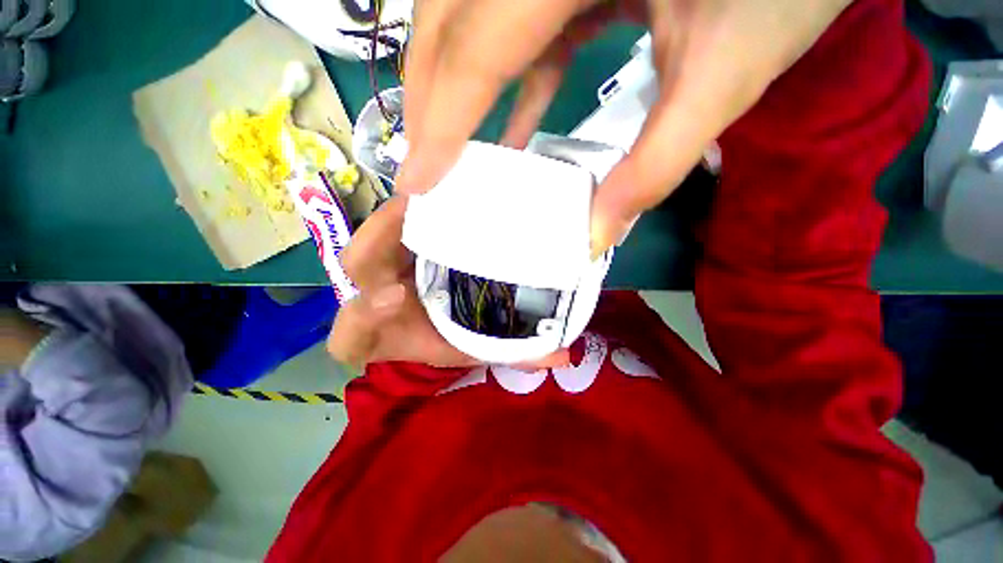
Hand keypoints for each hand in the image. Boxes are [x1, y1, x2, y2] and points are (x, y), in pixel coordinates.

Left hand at [328, 197, 568, 368]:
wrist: (443, 312)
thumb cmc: (448, 339)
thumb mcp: (477, 347)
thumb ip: (511, 353)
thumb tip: (562, 356)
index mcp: (388, 334)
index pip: (350, 337)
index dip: (364, 317)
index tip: (398, 297)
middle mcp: (379, 294)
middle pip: (357, 264)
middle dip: (378, 242)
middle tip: (421, 219)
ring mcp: (386, 264)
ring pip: (375, 234)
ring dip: (400, 214)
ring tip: (438, 193)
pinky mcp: (398, 242)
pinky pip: (396, 219)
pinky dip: (417, 204)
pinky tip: (446, 189)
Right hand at [395, 0, 851, 254]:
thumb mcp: (724, 79)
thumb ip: (654, 166)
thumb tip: (596, 237)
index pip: (476, 47)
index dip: (439, 122)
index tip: (415, 181)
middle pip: (449, 20)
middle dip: (428, 101)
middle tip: (419, 165)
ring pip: (470, 19)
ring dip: (454, 90)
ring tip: (445, 149)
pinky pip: (517, 29)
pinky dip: (509, 83)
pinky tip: (514, 130)